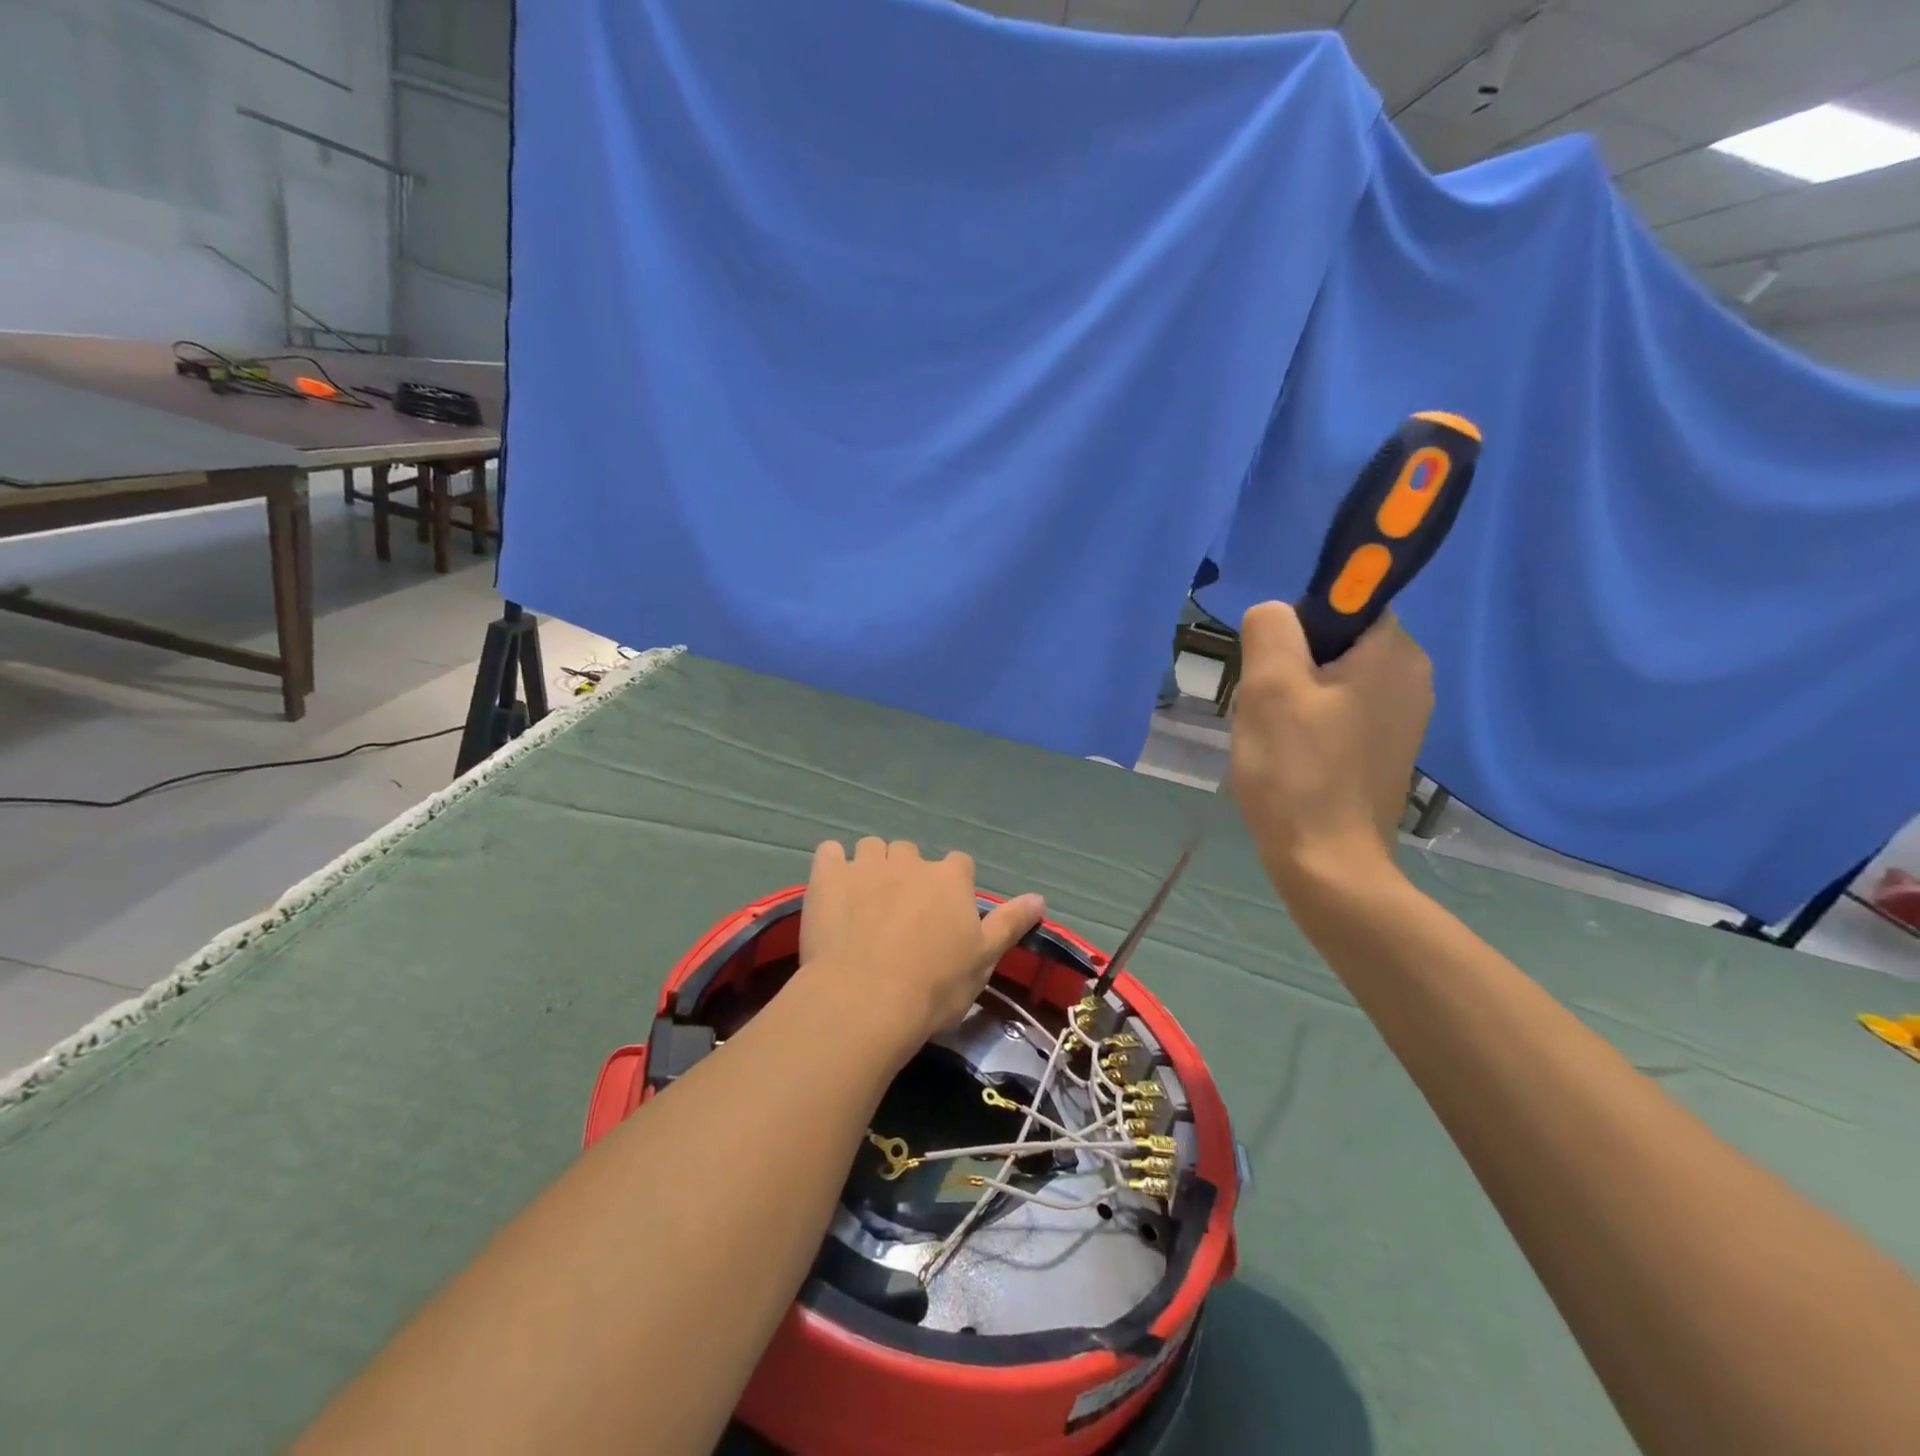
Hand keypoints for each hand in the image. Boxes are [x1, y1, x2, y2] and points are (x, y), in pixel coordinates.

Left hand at [797, 838, 1045, 1063]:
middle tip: (899, 913)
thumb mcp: (983, 960)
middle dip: (907, 875)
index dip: (951, 886)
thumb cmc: (933, 987)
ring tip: (863, 901)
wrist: (865, 1001)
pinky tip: (832, 888)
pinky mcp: (828, 875)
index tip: (942, 914)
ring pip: (871, 848)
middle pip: (911, 853)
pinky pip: (829, 852)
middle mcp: (910, 861)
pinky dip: (832, 865)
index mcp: (950, 879)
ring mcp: (866, 865)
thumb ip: (1009, 923)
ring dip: (871, 866)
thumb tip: (1040, 898)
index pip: (958, 865)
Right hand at [1229, 602, 1432, 888]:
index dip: (1296, 631)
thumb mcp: (1269, 687)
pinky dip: (1310, 727)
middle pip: (1333, 644)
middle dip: (1290, 669)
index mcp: (1396, 652)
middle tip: (1266, 711)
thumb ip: (1270, 629)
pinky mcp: (1386, 750)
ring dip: (1294, 700)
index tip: (1274, 672)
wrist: (1327, 865)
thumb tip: (1275, 615)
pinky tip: (1291, 759)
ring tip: (1275, 740)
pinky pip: (1340, 714)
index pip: (1341, 604)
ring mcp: (1404, 718)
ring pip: (1331, 681)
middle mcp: (1413, 677)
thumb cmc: (1296, 772)